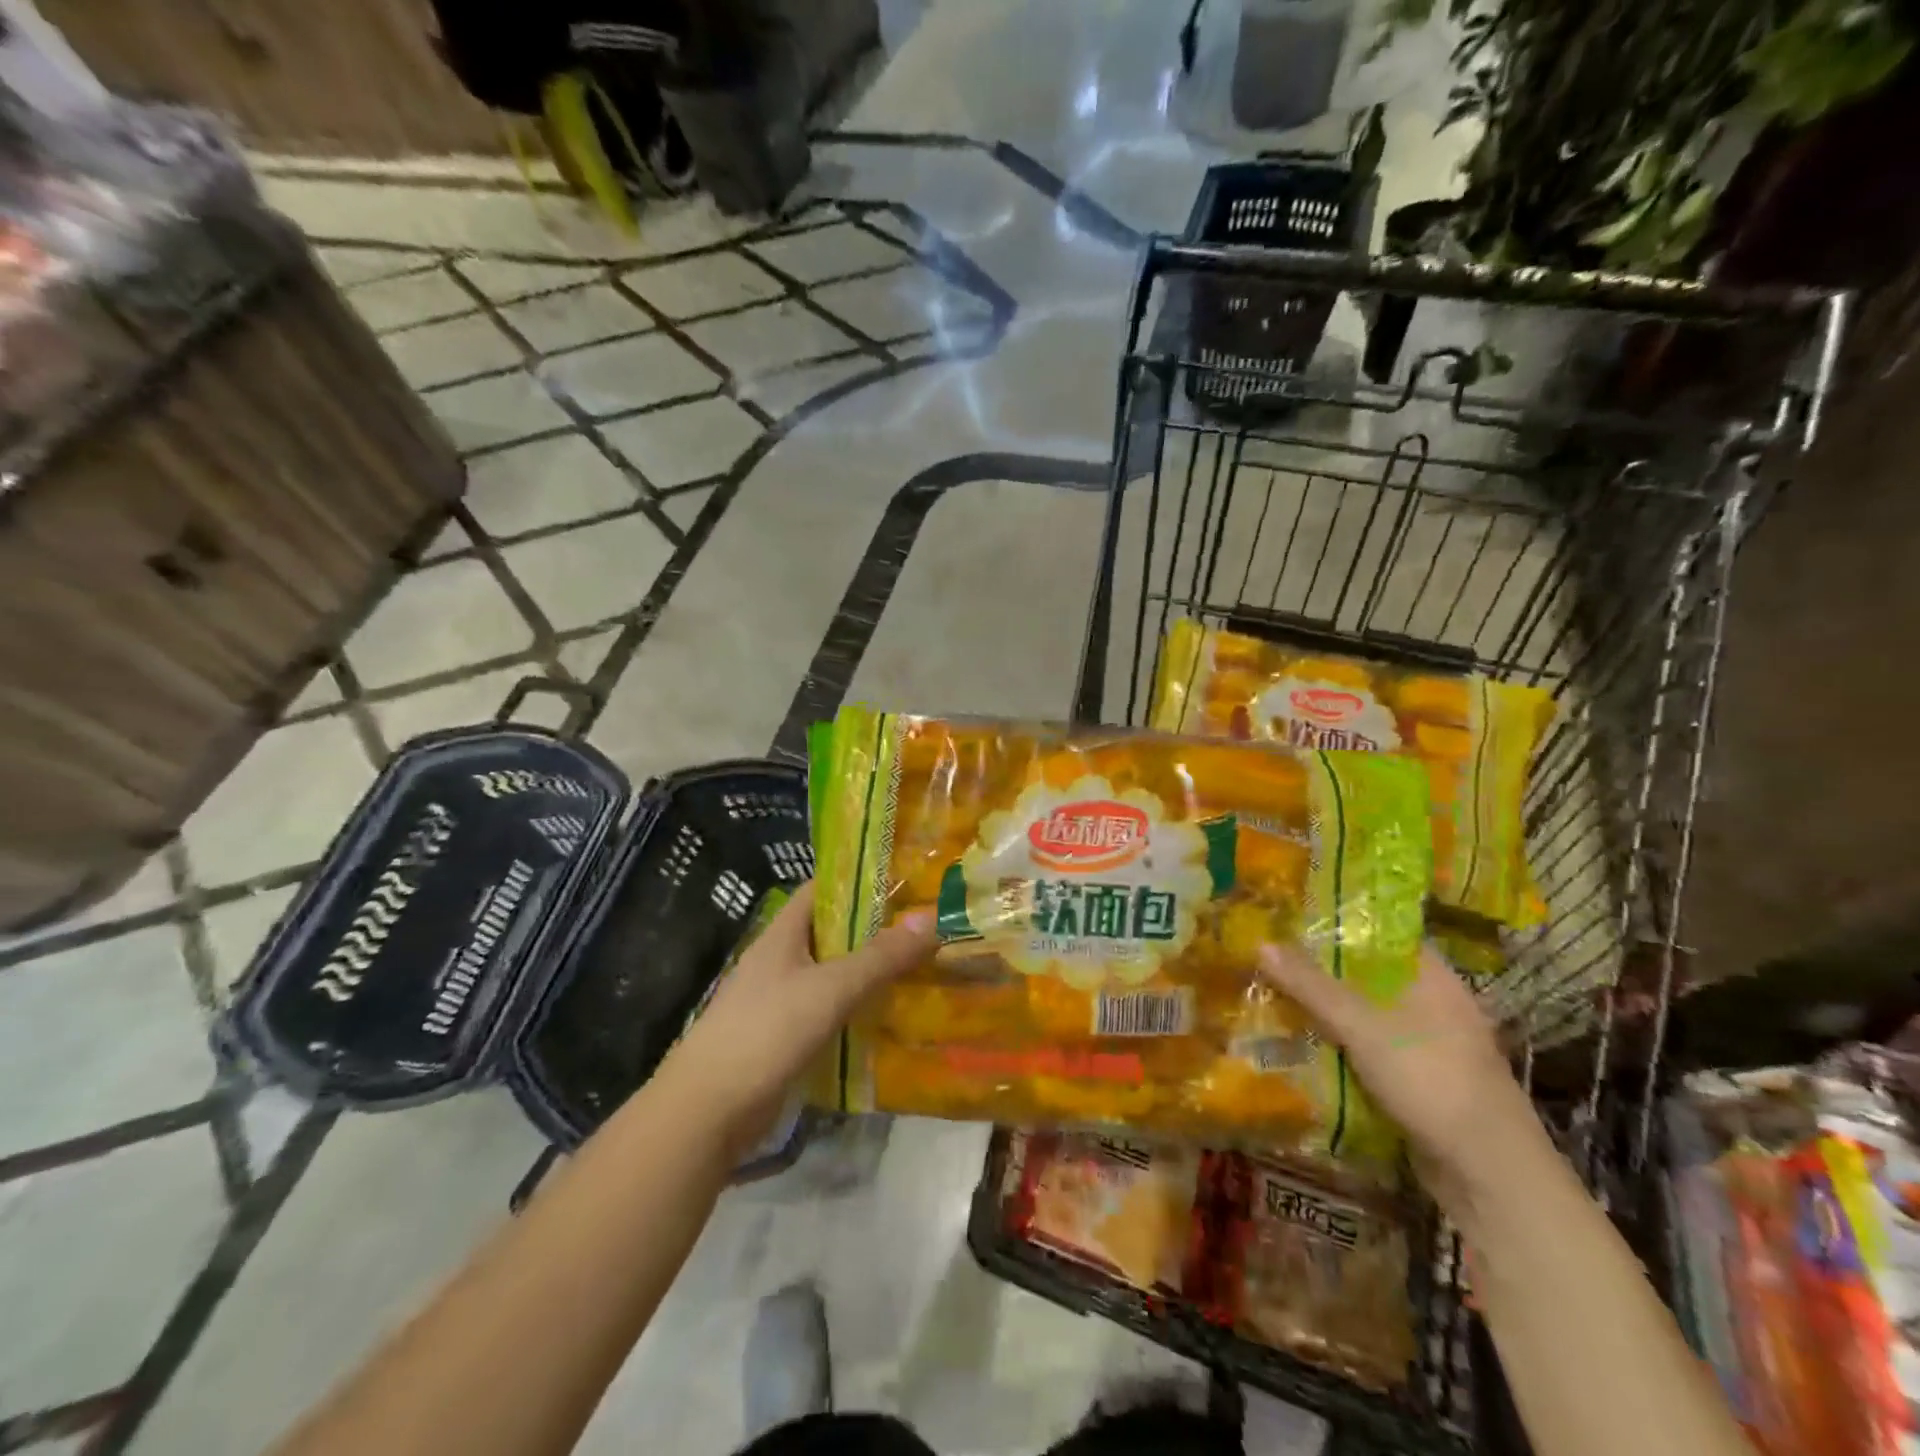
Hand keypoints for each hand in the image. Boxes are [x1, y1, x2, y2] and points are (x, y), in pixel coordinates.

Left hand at [667, 882, 935, 1155]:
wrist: (708, 1111)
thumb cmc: (766, 1033)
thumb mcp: (830, 989)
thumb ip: (880, 957)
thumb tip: (931, 920)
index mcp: (781, 934)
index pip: (821, 889)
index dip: (859, 879)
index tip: (904, 880)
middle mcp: (779, 960)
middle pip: (832, 932)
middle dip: (875, 930)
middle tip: (924, 928)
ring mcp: (779, 1000)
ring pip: (832, 974)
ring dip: (868, 973)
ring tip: (918, 969)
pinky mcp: (783, 1037)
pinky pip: (827, 1012)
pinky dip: (855, 1010)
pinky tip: (888, 1018)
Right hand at [1258, 940, 1537, 1197]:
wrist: (1489, 1176)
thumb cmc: (1432, 1081)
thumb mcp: (1363, 1026)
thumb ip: (1312, 985)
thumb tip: (1261, 942)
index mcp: (1433, 977)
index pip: (1381, 932)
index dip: (1338, 921)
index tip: (1290, 916)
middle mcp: (1433, 1003)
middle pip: (1367, 973)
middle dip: (1320, 968)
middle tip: (1268, 955)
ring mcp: (1427, 1044)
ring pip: (1365, 1013)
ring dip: (1325, 1009)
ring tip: (1272, 993)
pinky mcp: (1417, 1080)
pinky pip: (1367, 1048)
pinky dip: (1338, 1043)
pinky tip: (1299, 1041)